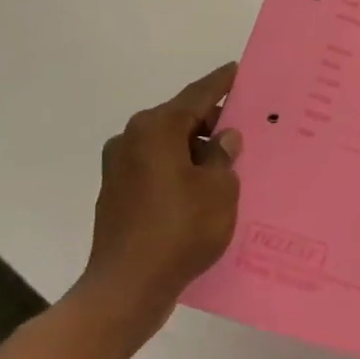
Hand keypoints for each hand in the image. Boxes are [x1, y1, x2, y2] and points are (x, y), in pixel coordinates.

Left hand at [82, 63, 243, 333]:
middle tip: (243, 125)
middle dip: (211, 122)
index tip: (237, 70)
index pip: (197, 95)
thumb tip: (223, 138)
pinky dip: (179, 170)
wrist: (127, 288)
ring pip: (167, 145)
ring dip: (195, 149)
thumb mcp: (218, 190)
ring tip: (227, 161)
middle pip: (180, 119)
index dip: (221, 83)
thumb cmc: (180, 230)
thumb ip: (223, 156)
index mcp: (156, 128)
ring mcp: (119, 167)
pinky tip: (201, 187)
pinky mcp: (116, 193)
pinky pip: (156, 168)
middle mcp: (132, 138)